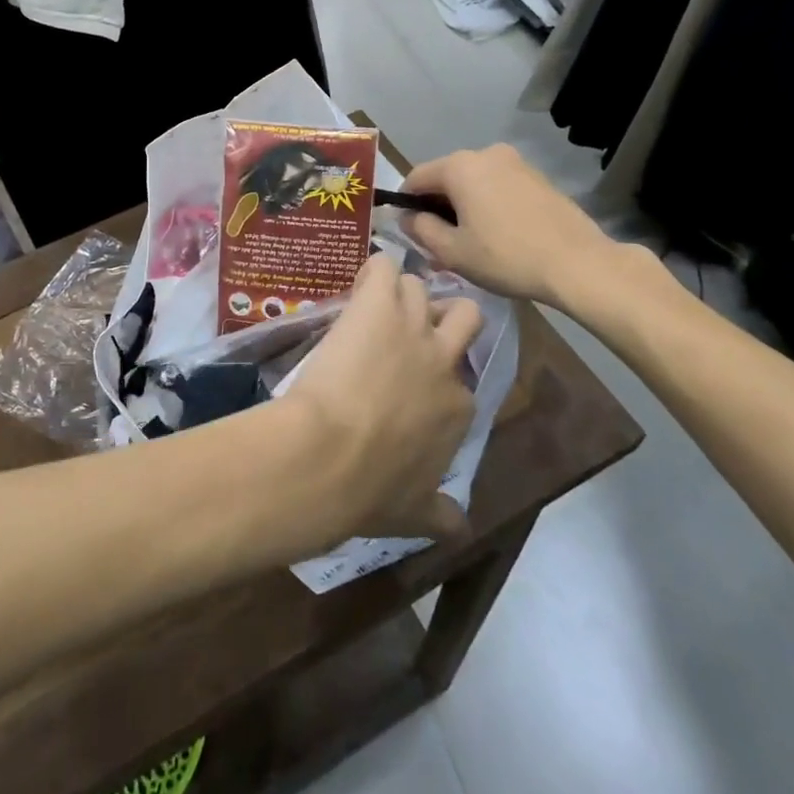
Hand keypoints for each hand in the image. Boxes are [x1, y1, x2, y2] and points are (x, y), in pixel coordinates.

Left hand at [278, 254, 482, 545]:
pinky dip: (372, 271)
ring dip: (399, 293)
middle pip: (465, 316)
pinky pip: (384, 266)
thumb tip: (459, 527)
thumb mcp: (412, 513)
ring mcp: (413, 327)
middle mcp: (444, 362)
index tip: (411, 382)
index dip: (437, 376)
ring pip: (420, 286)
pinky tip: (357, 285)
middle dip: (444, 315)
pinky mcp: (378, 303)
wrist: (329, 456)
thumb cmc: (368, 490)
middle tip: (410, 325)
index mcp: (456, 410)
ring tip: (371, 304)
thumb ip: (439, 514)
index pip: (460, 379)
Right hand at [400, 144, 633, 308]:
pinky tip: (497, 233)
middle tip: (437, 241)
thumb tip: (407, 217)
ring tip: (469, 240)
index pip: (416, 177)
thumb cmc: (506, 257)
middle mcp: (485, 153)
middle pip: (446, 176)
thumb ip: (421, 229)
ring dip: (464, 204)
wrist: (578, 263)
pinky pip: (498, 185)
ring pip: (473, 181)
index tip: (408, 230)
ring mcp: (515, 162)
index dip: (405, 203)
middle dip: (436, 205)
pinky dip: (488, 203)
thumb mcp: (452, 251)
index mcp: (460, 166)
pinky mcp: (537, 176)